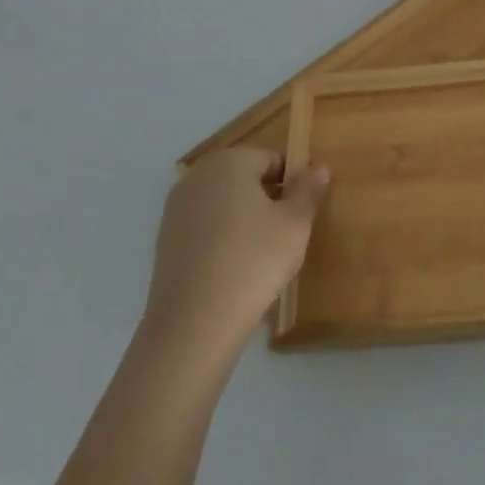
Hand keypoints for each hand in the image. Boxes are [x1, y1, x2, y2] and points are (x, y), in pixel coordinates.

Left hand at [143, 147, 328, 354]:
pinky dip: (222, 241)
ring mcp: (175, 210)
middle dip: (267, 200)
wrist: (193, 325)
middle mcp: (196, 177)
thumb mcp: (295, 224)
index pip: (271, 160)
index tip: (303, 213)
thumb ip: (308, 191)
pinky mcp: (164, 243)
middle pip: (244, 180)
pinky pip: (205, 230)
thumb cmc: (253, 261)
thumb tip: (319, 168)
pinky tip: (235, 270)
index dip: (293, 183)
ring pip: (224, 205)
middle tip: (287, 234)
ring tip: (262, 255)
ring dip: (244, 220)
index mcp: (228, 162)